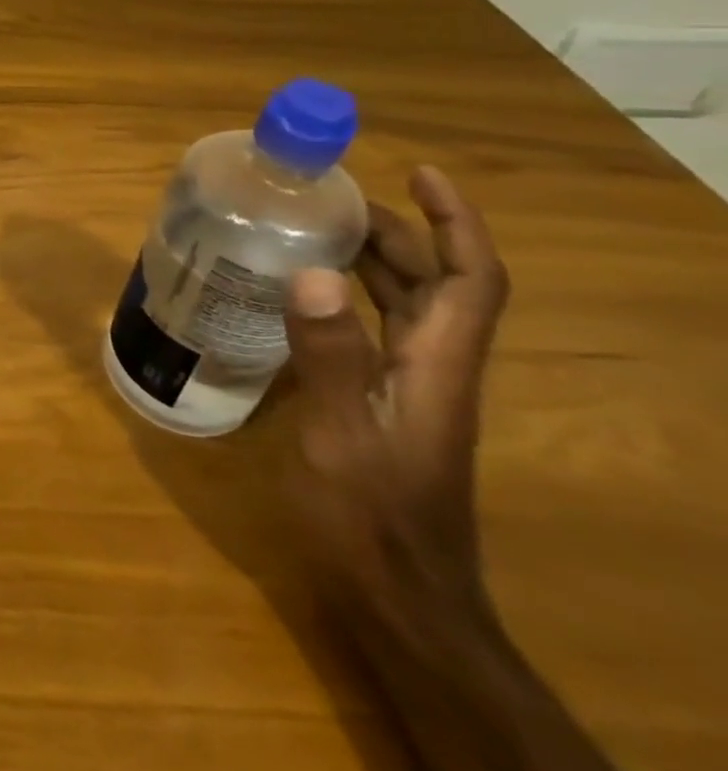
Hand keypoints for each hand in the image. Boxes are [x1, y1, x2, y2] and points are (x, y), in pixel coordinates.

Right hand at [283, 166, 511, 640]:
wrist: (395, 598)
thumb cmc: (368, 518)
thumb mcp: (339, 436)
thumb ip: (329, 357)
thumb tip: (315, 272)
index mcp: (436, 367)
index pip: (471, 280)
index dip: (455, 222)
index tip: (420, 172)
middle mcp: (432, 369)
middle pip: (436, 284)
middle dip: (399, 231)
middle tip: (333, 196)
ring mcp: (407, 389)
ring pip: (404, 307)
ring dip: (372, 261)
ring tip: (314, 228)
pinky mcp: (378, 405)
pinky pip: (371, 331)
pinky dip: (345, 299)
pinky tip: (299, 296)